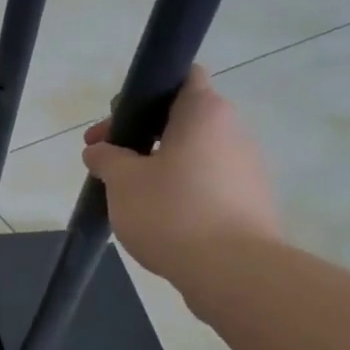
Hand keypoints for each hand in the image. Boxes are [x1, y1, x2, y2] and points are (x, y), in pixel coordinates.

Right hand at [82, 66, 281, 293]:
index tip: (121, 119)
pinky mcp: (250, 202)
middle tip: (106, 160)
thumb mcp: (122, 180)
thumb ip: (106, 158)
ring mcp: (247, 169)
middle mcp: (234, 132)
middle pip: (183, 118)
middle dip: (142, 135)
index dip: (148, 90)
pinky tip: (155, 216)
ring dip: (159, 164)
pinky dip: (180, 190)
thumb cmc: (172, 211)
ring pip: (194, 153)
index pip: (183, 76)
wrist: (234, 272)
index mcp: (204, 113)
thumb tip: (99, 151)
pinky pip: (207, 183)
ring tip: (126, 193)